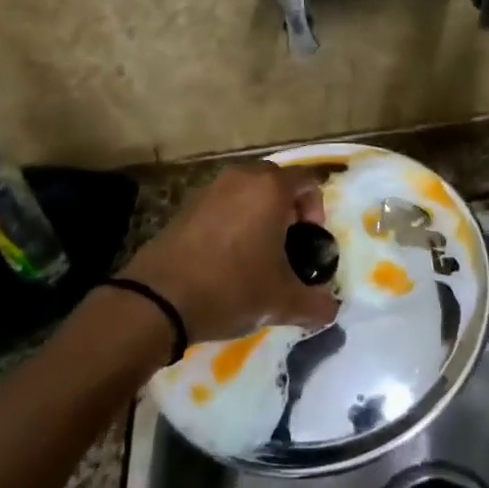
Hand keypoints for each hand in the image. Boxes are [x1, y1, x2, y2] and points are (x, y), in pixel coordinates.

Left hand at [120, 163, 339, 343]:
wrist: (158, 299)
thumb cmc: (231, 288)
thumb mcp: (282, 302)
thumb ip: (316, 304)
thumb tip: (331, 309)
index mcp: (270, 188)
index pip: (308, 180)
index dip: (317, 209)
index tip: (309, 241)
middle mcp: (241, 178)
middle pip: (277, 182)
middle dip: (288, 209)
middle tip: (287, 245)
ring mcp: (210, 189)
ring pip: (247, 192)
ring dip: (259, 214)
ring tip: (257, 254)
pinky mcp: (186, 206)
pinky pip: (222, 204)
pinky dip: (233, 222)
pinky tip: (227, 259)